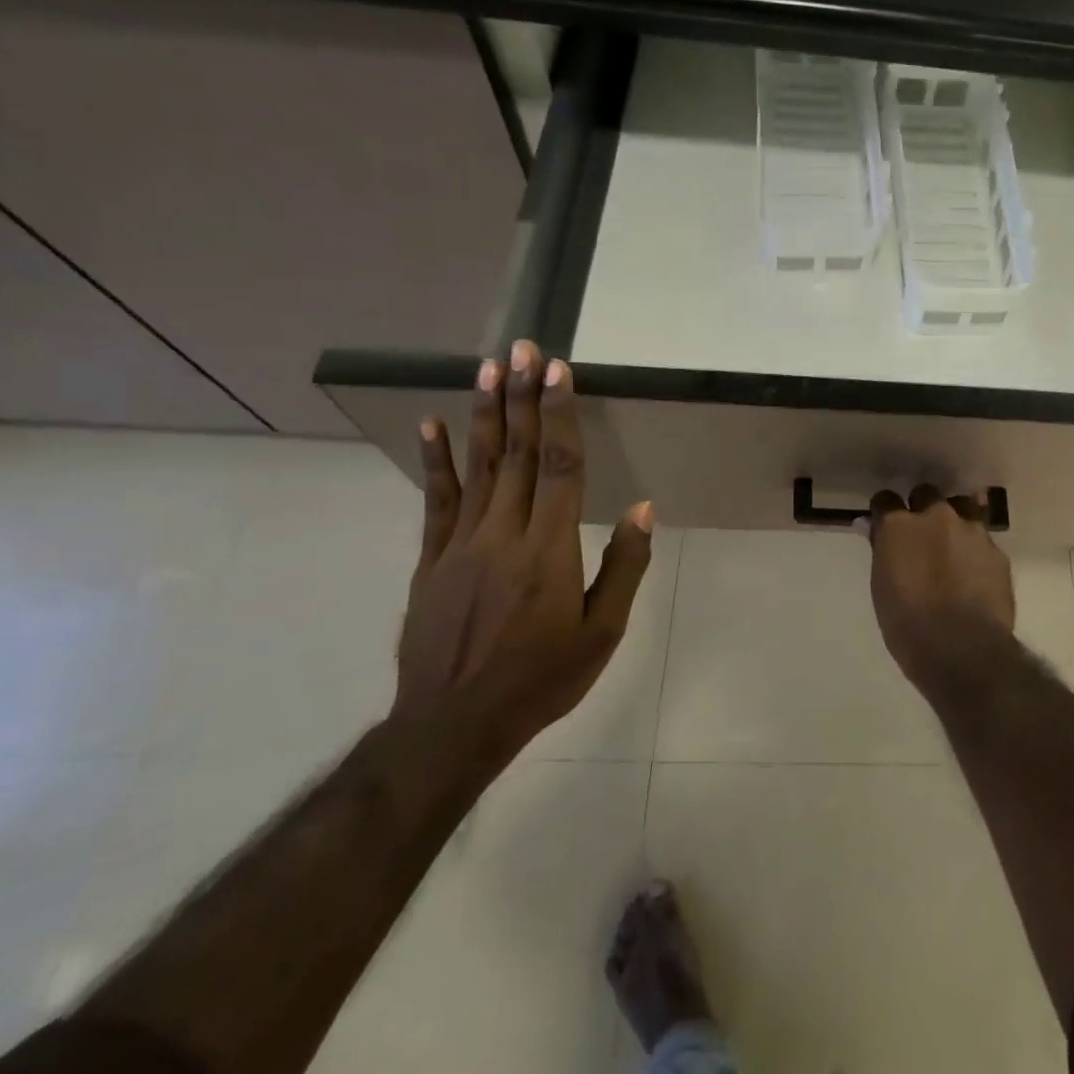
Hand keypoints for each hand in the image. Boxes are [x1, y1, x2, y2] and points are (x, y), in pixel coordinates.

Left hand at [394, 339, 653, 761]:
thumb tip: (643, 508)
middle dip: (522, 397)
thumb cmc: (542, 679)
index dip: (559, 415)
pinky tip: (433, 426)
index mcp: (549, 550)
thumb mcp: (602, 632)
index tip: (558, 372)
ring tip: (487, 368)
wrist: (453, 725)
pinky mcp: (430, 561)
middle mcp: (503, 535)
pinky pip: (436, 502)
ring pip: (477, 468)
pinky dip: (436, 461)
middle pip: (517, 455)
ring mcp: (460, 545)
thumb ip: (624, 566)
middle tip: (523, 348)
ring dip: (485, 415)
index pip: (558, 467)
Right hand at [863, 485, 1014, 680]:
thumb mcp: (882, 587)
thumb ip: (882, 551)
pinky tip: (974, 575)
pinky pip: (983, 541)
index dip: (884, 511)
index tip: (884, 525)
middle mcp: (937, 517)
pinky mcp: (997, 552)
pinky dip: (975, 551)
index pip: (885, 500)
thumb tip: (873, 527)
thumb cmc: (908, 625)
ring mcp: (972, 531)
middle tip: (920, 536)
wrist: (962, 649)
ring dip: (954, 523)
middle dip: (922, 508)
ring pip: (962, 510)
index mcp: (900, 526)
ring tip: (952, 549)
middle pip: (926, 494)